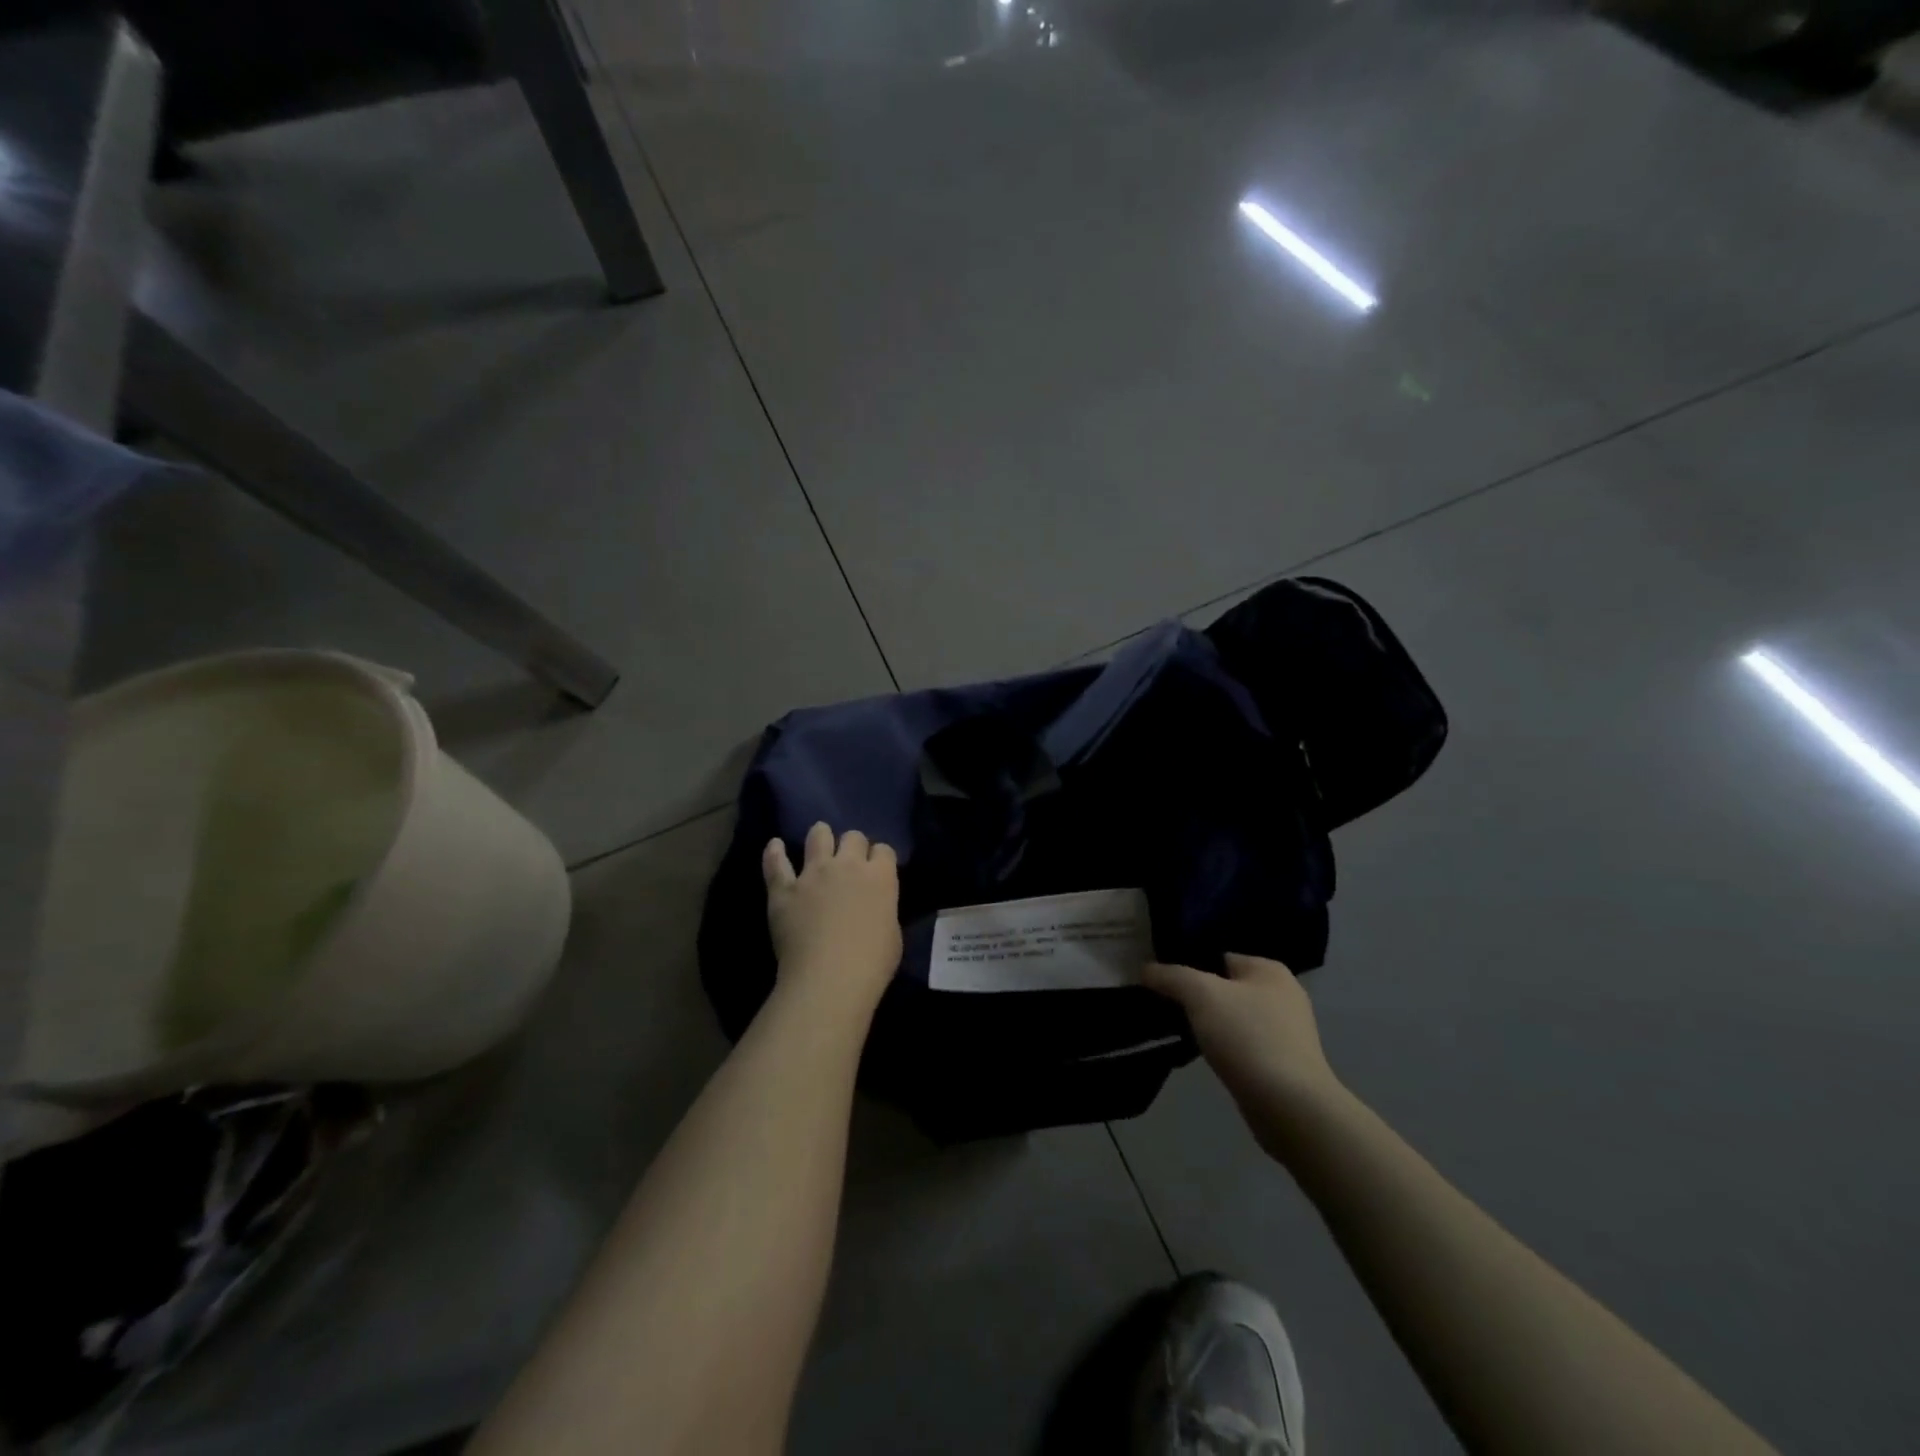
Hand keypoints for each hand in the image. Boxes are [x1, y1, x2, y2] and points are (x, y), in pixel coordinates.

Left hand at [763, 822, 901, 1018]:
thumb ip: (883, 910)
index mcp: (880, 877)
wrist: (830, 978)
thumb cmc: (872, 963)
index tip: (877, 868)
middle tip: (849, 859)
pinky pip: (776, 864)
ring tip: (819, 839)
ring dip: (820, 836)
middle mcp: (848, 866)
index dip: (880, 858)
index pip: (884, 850)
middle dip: (853, 845)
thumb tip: (874, 908)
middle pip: (853, 837)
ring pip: (818, 837)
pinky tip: (774, 845)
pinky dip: (774, 853)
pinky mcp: (785, 889)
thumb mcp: (892, 934)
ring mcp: (813, 874)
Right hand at [1142, 954, 1344, 1158]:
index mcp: (1269, 969)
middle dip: (1198, 999)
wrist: (1290, 1106)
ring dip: (1210, 1026)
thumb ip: (1171, 976)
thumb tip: (1146, 969)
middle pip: (1225, 988)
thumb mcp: (1200, 994)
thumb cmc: (1248, 1037)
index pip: (1218, 957)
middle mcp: (1283, 994)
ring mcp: (1287, 1031)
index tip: (1164, 985)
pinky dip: (1225, 1049)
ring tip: (1185, 1035)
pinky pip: (1243, 1045)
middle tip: (1169, 1010)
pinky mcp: (1284, 1063)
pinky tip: (1209, 1058)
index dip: (1189, 968)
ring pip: (1233, 1018)